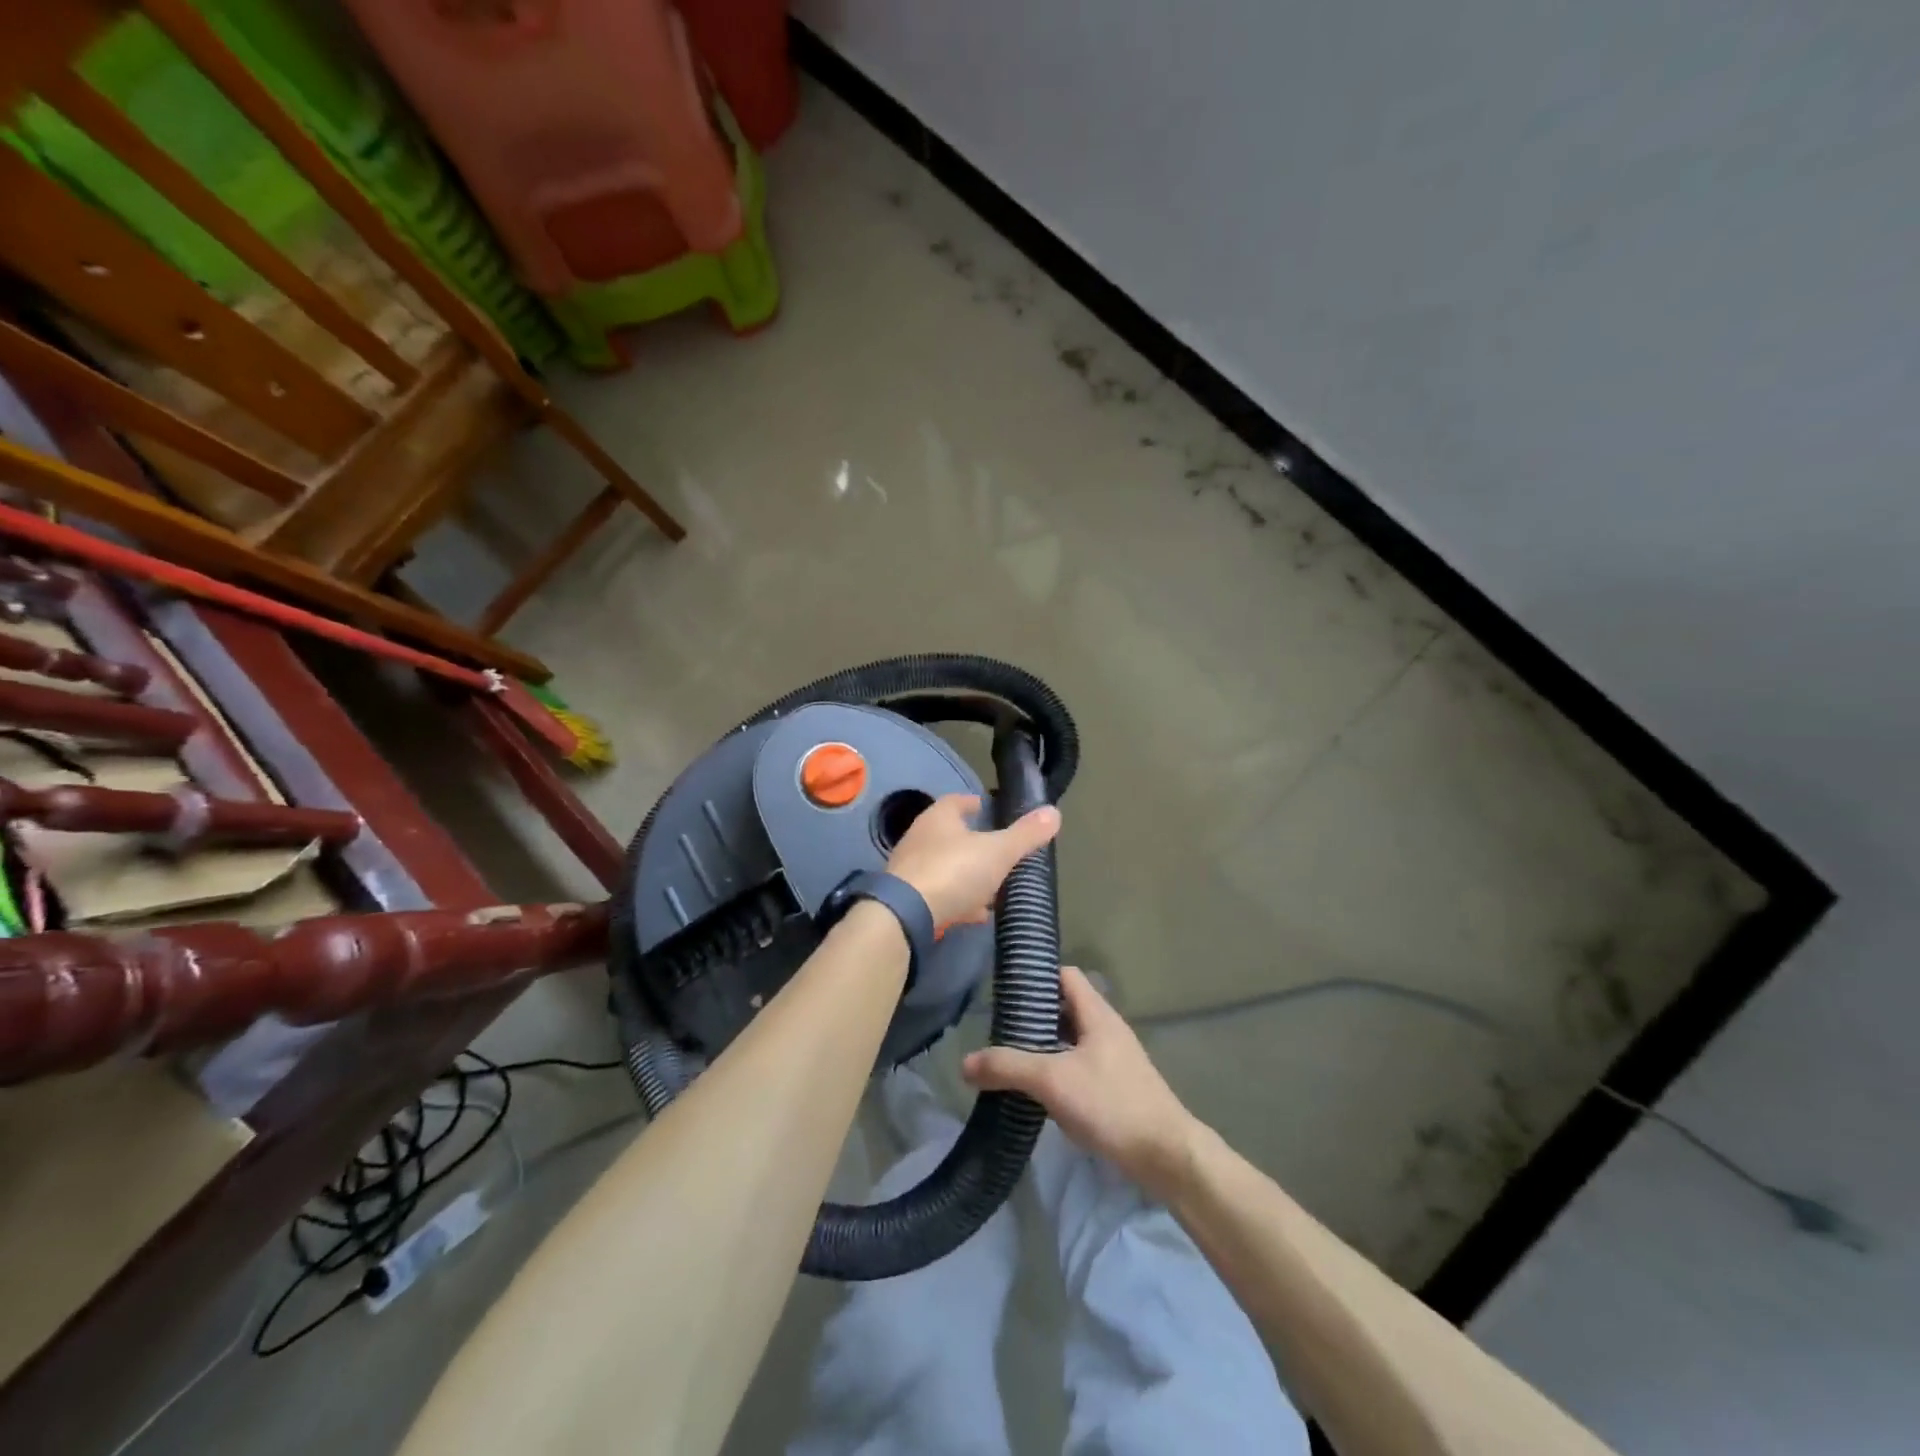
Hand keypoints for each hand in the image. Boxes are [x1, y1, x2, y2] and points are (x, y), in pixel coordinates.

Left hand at [884, 793, 1060, 928]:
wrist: (906, 915)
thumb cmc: (954, 871)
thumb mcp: (998, 851)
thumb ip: (1025, 835)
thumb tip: (1054, 812)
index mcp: (939, 817)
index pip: (957, 801)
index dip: (974, 803)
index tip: (990, 809)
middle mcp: (920, 838)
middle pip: (951, 835)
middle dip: (975, 843)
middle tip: (1000, 851)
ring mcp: (912, 869)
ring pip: (946, 866)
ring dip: (968, 875)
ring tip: (994, 887)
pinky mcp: (909, 899)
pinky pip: (940, 894)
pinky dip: (959, 900)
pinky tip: (976, 914)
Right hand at [962, 966, 1199, 1199]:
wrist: (1166, 1155)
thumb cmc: (1111, 1104)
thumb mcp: (1053, 1081)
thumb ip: (1008, 1067)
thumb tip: (965, 1062)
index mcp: (1097, 1014)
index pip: (1065, 976)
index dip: (1037, 977)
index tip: (1005, 991)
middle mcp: (1106, 1029)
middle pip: (1065, 1008)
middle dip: (1032, 1017)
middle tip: (999, 1031)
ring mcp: (1113, 1059)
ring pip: (1070, 1040)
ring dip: (1043, 1047)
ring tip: (1011, 1060)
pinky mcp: (1115, 1088)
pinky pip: (1078, 1067)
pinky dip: (1057, 1072)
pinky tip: (1038, 1093)